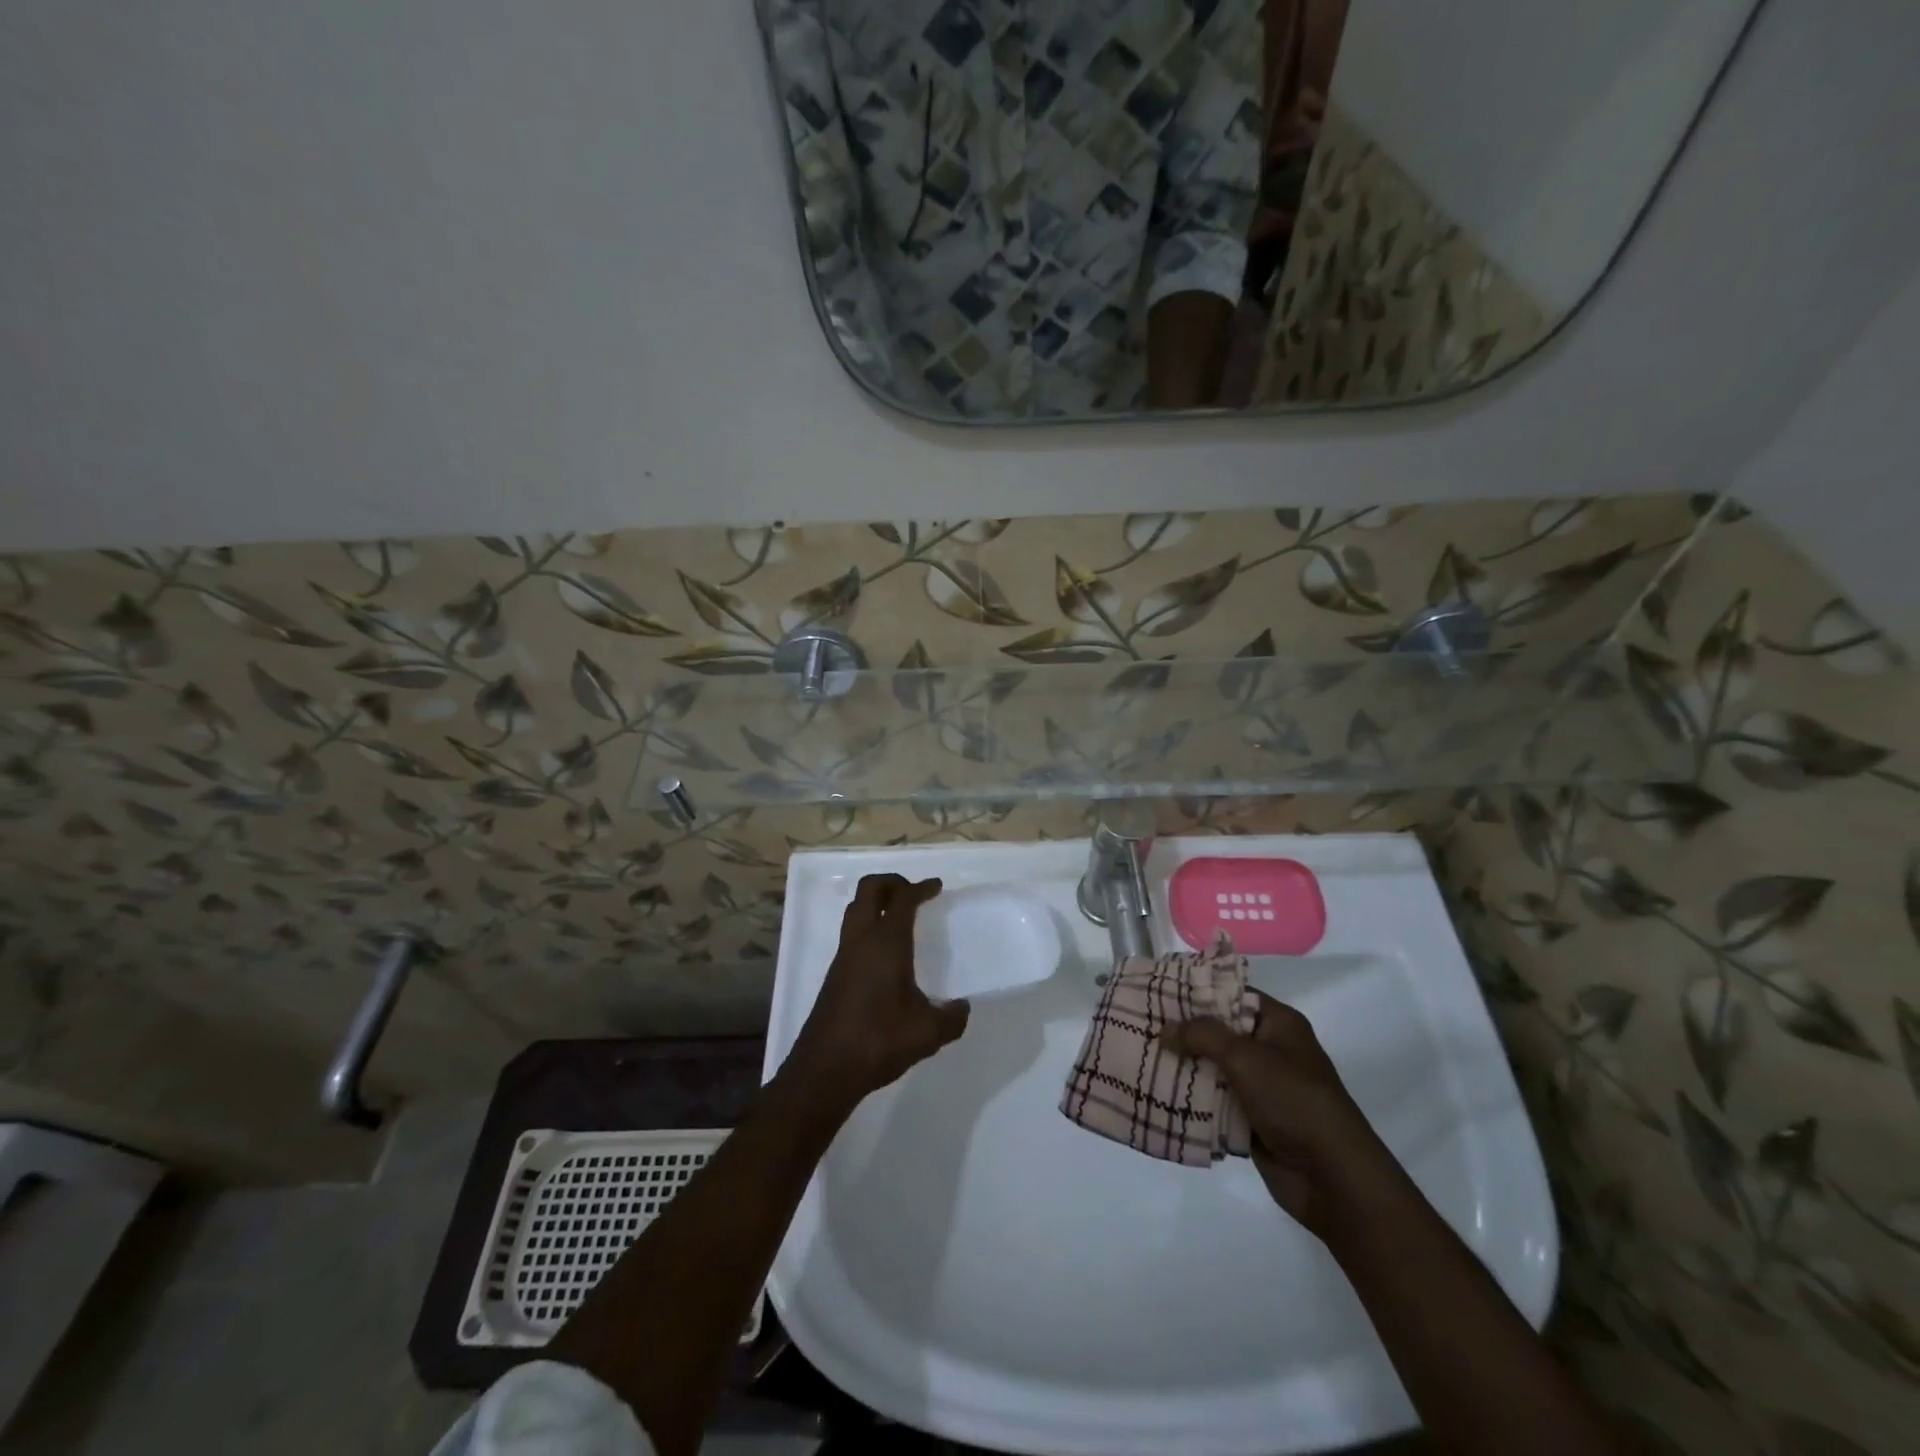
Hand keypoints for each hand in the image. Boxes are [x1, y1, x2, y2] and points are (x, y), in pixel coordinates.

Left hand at [786, 874, 968, 1107]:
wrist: (825, 1070)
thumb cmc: (878, 1041)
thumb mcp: (928, 1033)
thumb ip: (952, 1018)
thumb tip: (961, 1008)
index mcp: (886, 944)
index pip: (902, 899)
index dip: (920, 888)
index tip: (936, 887)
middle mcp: (861, 941)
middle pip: (869, 890)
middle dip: (892, 882)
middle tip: (914, 893)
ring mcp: (843, 956)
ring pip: (856, 910)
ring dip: (877, 903)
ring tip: (901, 917)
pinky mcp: (835, 974)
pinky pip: (852, 933)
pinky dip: (869, 926)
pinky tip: (886, 953)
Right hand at [1162, 993, 1384, 1238]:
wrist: (1333, 1179)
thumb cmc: (1295, 1101)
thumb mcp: (1247, 1057)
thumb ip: (1202, 1036)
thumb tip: (1165, 1028)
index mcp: (1278, 1024)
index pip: (1232, 994)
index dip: (1197, 991)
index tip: (1158, 990)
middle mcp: (1270, 1050)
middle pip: (1218, 1032)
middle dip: (1182, 1031)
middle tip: (1140, 1023)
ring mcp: (1261, 1087)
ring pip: (1212, 1068)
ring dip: (1183, 1066)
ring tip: (1139, 1055)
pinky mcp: (1252, 1120)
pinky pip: (1214, 1101)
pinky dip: (1191, 1099)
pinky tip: (1156, 1092)